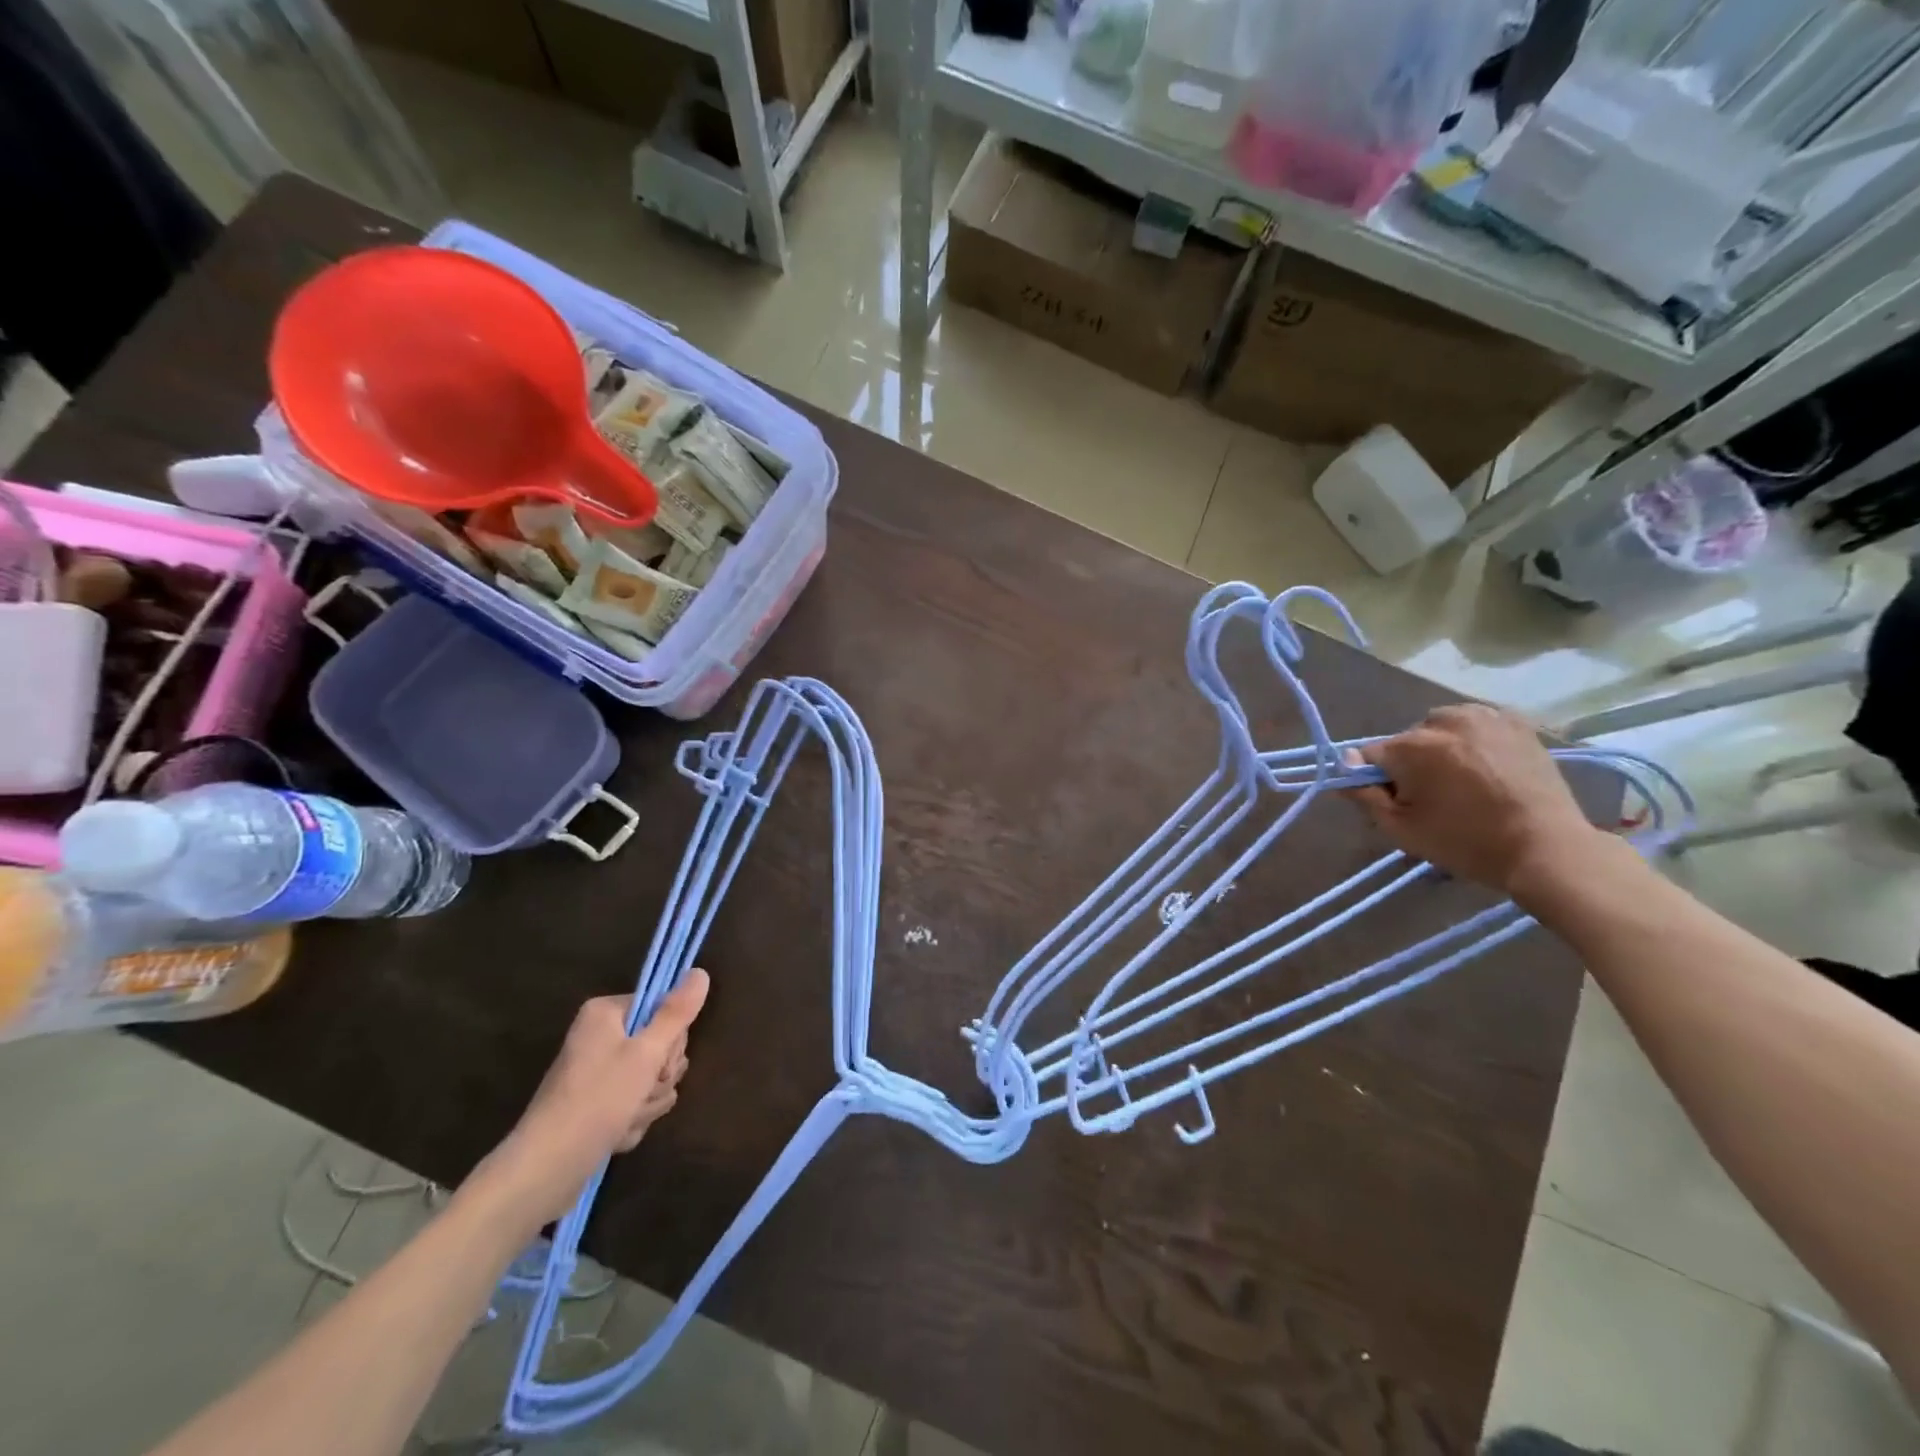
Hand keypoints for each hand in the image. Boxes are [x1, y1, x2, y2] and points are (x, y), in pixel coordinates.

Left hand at [480, 971, 709, 1227]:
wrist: (547, 1169)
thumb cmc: (598, 1100)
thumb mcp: (647, 1052)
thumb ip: (677, 1012)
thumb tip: (700, 972)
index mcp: (606, 1013)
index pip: (662, 1008)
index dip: (670, 1039)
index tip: (660, 1063)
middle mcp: (600, 1036)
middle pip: (659, 1045)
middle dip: (658, 1077)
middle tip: (641, 1093)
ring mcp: (597, 1072)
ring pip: (650, 1078)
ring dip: (647, 1102)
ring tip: (626, 1119)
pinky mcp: (597, 1104)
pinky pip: (634, 1102)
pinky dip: (632, 1119)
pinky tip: (616, 1133)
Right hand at [1344, 704, 1602, 893]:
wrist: (1547, 848)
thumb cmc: (1466, 842)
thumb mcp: (1401, 829)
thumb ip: (1365, 795)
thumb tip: (1344, 767)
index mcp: (1413, 746)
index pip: (1370, 754)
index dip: (1375, 778)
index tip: (1395, 800)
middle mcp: (1444, 721)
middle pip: (1407, 740)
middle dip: (1411, 762)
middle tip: (1433, 796)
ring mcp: (1484, 717)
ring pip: (1440, 728)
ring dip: (1441, 748)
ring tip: (1462, 780)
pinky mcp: (1516, 721)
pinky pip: (1475, 724)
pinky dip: (1472, 740)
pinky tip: (1486, 767)